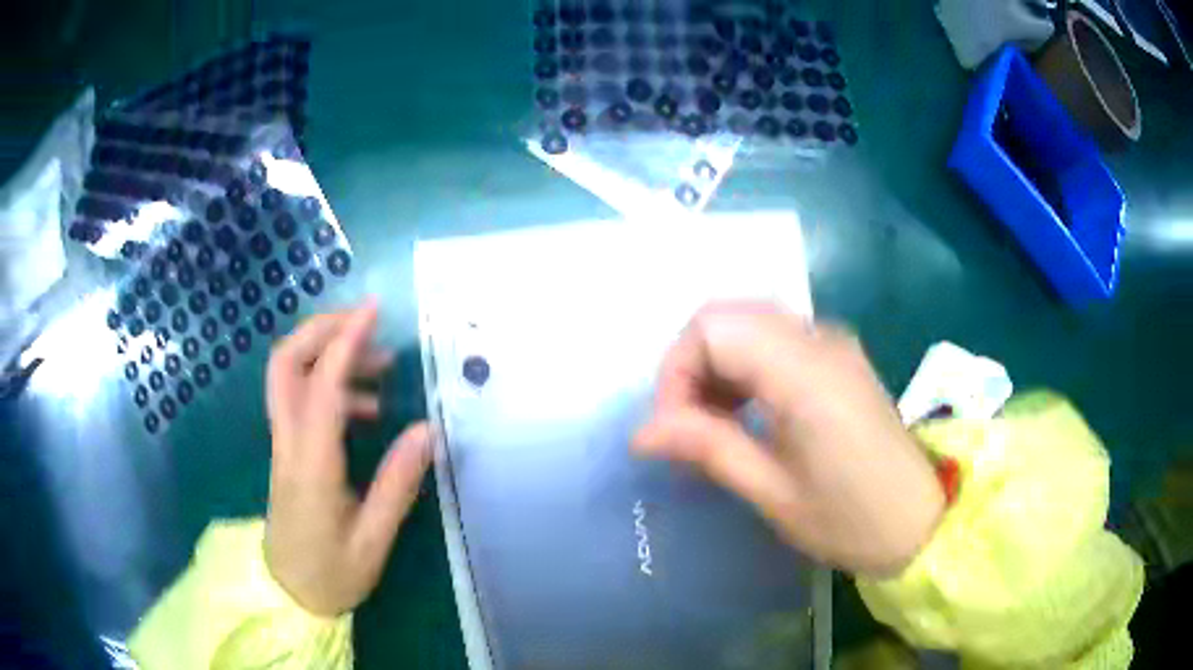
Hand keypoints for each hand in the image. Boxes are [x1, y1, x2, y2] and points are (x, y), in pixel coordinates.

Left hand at [264, 301, 430, 615]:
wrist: (287, 595)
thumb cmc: (331, 574)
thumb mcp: (373, 540)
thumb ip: (397, 484)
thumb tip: (427, 430)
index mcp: (311, 463)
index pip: (322, 385)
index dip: (345, 342)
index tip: (373, 312)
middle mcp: (289, 442)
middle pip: (285, 362)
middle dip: (321, 329)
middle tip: (366, 323)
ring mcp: (282, 444)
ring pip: (288, 376)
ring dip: (326, 353)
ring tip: (379, 367)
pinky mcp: (286, 452)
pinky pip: (298, 398)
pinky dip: (326, 382)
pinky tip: (364, 407)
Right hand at [633, 303, 944, 576]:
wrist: (919, 522)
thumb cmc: (849, 519)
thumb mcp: (772, 492)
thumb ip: (707, 448)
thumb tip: (641, 433)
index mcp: (805, 372)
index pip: (713, 328)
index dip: (676, 371)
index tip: (672, 430)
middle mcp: (820, 338)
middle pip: (728, 316)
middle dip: (692, 366)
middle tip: (686, 428)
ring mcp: (833, 343)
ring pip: (749, 324)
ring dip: (717, 366)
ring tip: (711, 425)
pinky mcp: (838, 357)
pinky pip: (774, 340)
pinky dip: (744, 367)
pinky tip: (745, 413)